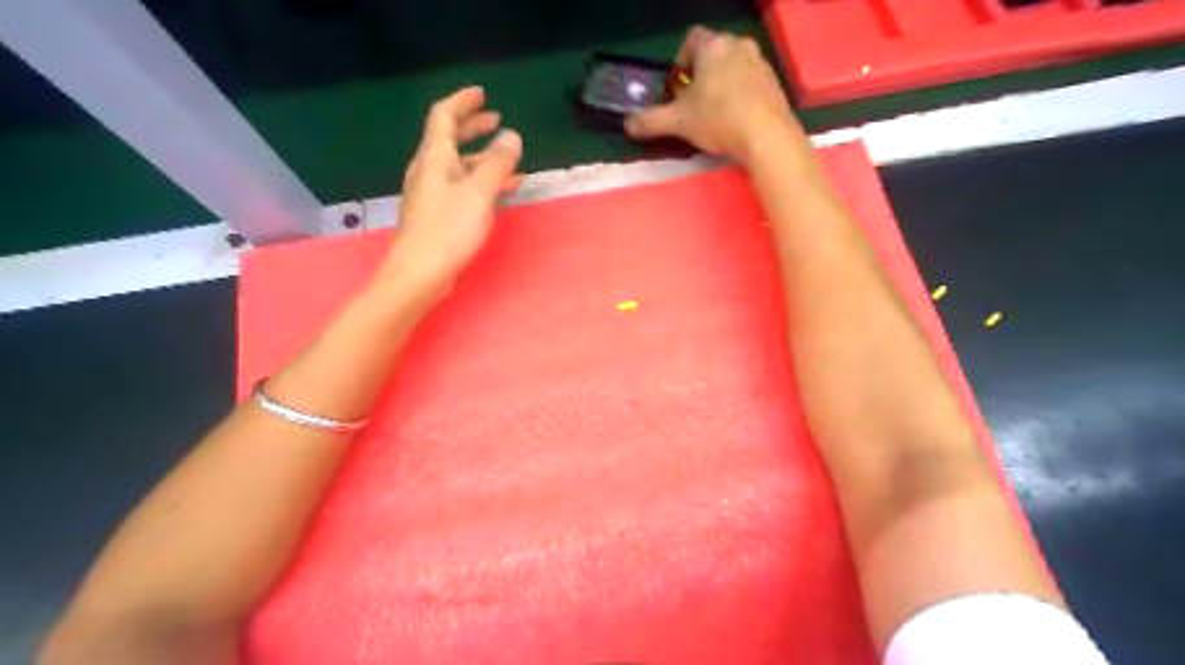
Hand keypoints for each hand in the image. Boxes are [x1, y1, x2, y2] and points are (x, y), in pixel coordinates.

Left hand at [385, 87, 521, 297]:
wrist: (419, 274)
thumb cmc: (448, 230)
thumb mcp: (479, 193)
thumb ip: (497, 163)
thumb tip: (512, 136)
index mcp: (434, 158)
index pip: (444, 117)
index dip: (462, 102)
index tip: (482, 95)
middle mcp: (428, 171)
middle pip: (449, 139)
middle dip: (473, 128)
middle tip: (496, 121)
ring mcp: (431, 194)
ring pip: (458, 167)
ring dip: (482, 160)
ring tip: (511, 164)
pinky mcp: (436, 215)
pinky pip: (461, 188)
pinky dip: (480, 183)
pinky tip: (499, 195)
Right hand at [623, 29, 801, 165]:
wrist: (767, 136)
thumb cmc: (718, 120)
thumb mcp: (678, 122)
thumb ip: (650, 121)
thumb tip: (627, 124)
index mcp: (713, 46)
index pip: (691, 39)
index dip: (679, 62)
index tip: (676, 88)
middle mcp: (738, 45)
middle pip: (713, 54)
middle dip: (700, 75)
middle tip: (692, 103)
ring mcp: (761, 62)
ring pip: (733, 67)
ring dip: (721, 84)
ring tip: (714, 114)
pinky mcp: (775, 82)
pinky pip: (751, 81)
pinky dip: (740, 94)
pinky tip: (736, 119)